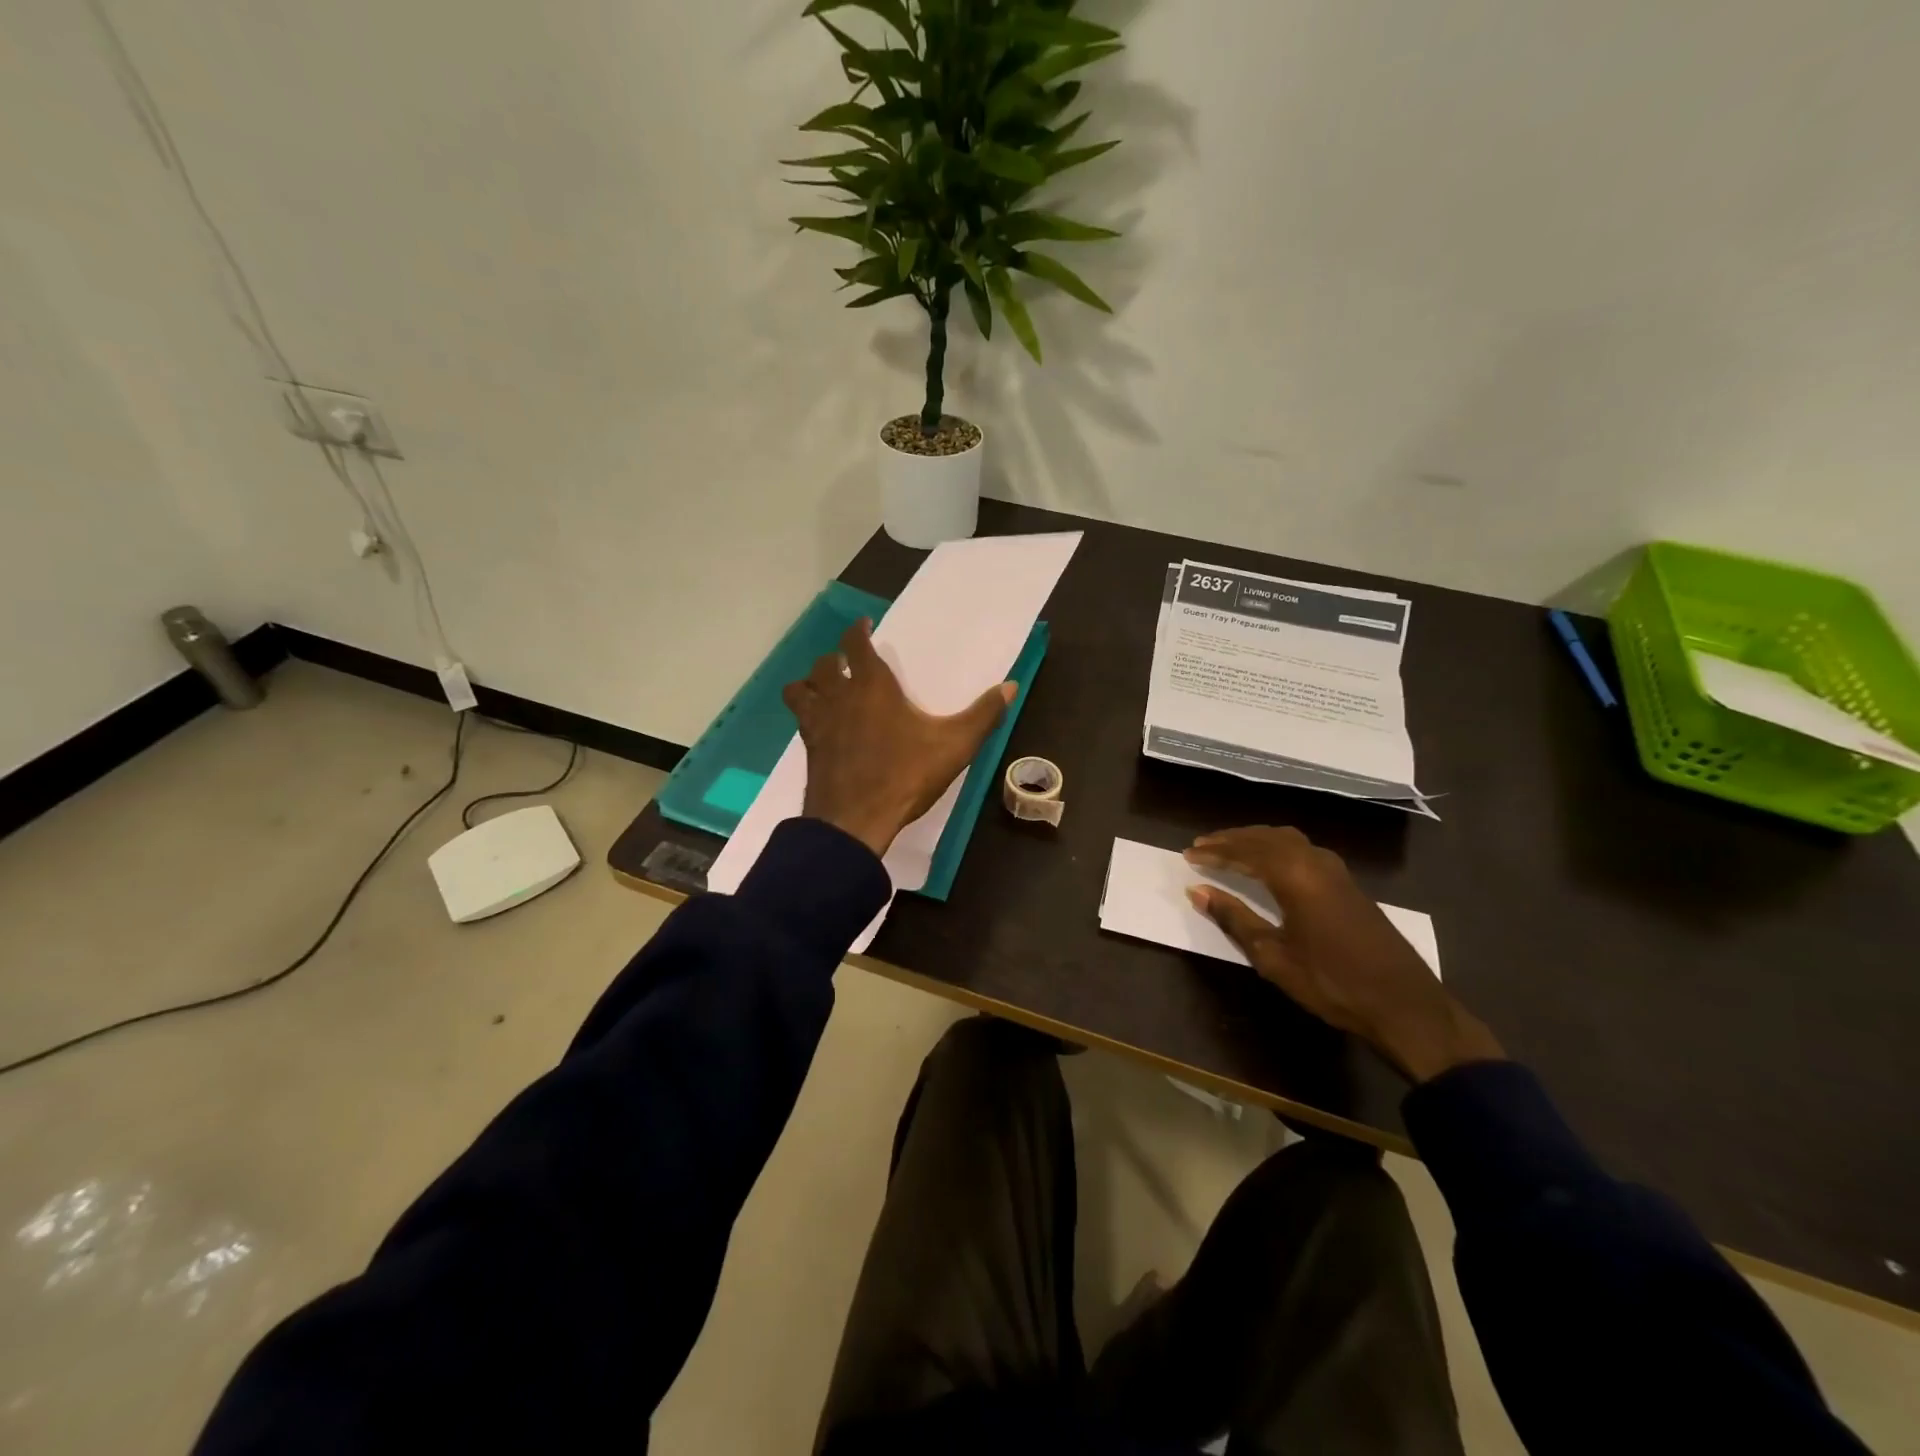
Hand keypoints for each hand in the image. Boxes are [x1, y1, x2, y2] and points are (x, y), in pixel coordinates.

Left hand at [783, 619, 1014, 859]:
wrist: (854, 821)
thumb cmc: (905, 776)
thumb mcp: (954, 746)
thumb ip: (982, 715)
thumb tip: (1010, 686)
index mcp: (871, 686)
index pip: (855, 644)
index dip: (857, 631)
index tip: (864, 626)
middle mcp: (839, 697)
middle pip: (824, 664)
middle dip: (835, 657)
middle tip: (849, 661)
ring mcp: (818, 723)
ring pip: (801, 688)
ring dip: (811, 682)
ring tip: (826, 688)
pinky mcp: (809, 748)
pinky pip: (800, 718)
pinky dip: (807, 712)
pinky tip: (822, 724)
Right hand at [1184, 826, 1503, 1082]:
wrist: (1404, 1005)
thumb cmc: (1331, 982)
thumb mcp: (1273, 956)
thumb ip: (1234, 919)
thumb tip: (1198, 892)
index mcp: (1295, 875)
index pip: (1245, 852)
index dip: (1215, 852)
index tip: (1188, 855)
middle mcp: (1315, 861)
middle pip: (1266, 838)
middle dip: (1232, 839)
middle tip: (1202, 846)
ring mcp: (1336, 871)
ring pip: (1287, 840)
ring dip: (1256, 840)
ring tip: (1230, 848)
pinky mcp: (1348, 884)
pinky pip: (1303, 850)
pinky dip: (1277, 848)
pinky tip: (1269, 862)